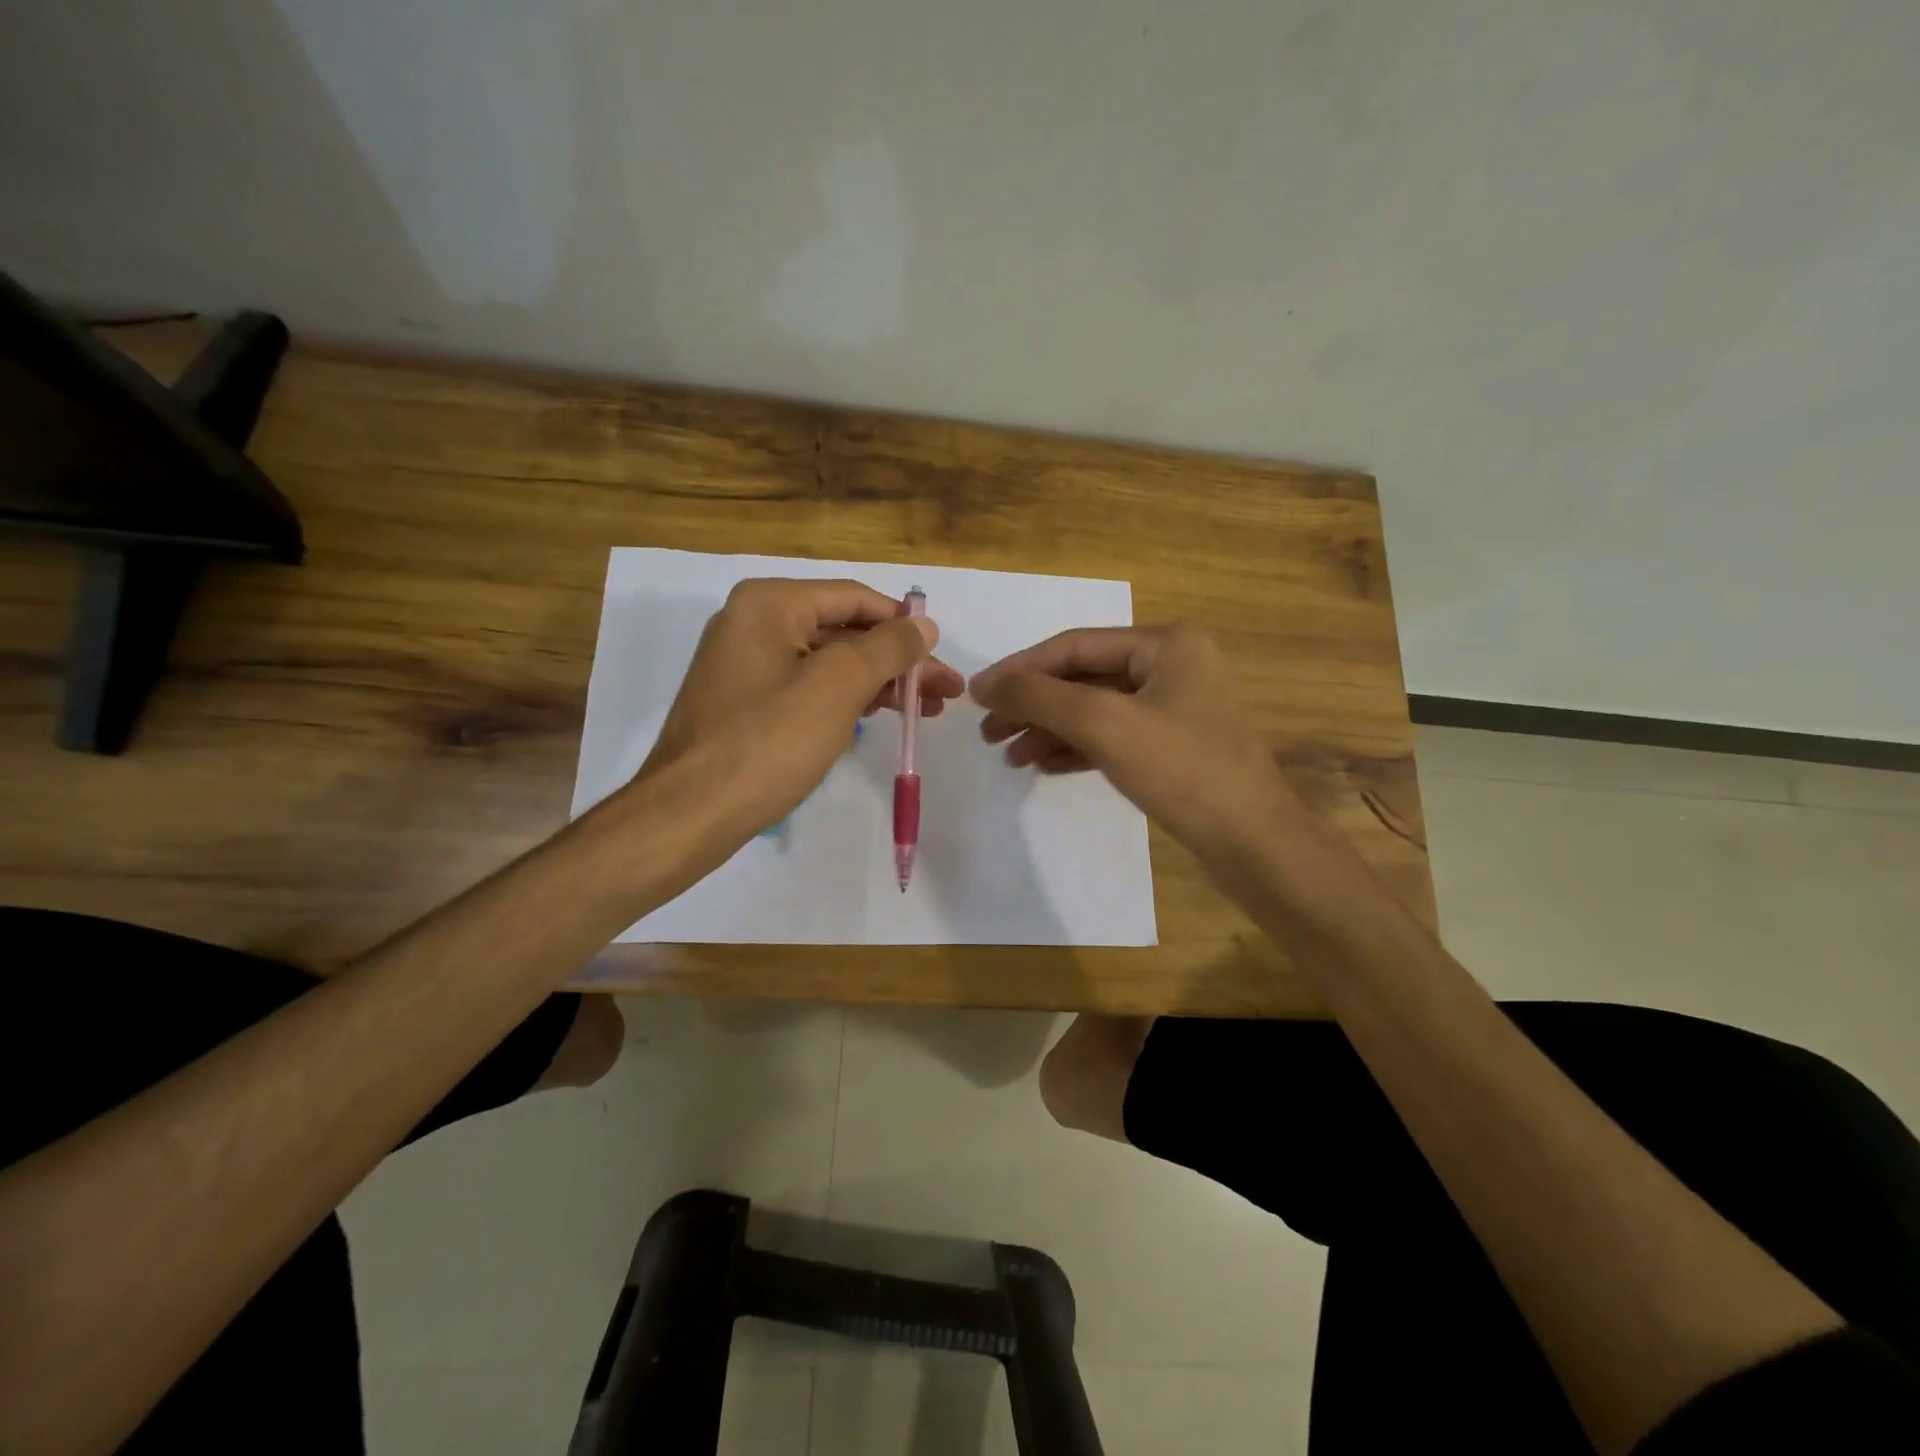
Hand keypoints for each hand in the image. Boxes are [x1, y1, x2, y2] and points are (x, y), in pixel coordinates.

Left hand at [636, 578, 962, 850]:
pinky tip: (876, 718)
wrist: (691, 812)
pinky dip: (846, 700)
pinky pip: (808, 688)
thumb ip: (887, 648)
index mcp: (771, 604)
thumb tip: (923, 624)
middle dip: (897, 661)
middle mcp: (754, 622)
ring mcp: (747, 663)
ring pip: (829, 663)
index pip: (855, 598)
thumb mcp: (838, 686)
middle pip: (845, 631)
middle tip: (944, 693)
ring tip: (924, 712)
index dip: (904, 625)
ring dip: (878, 683)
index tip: (942, 658)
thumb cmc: (768, 742)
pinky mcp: (746, 702)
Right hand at [969, 624, 1299, 864]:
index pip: (1075, 646)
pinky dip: (1077, 749)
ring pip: (1096, 710)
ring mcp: (1176, 708)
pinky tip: (1044, 766)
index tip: (978, 695)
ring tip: (1010, 756)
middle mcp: (1173, 666)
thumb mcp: (1103, 724)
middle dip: (1035, 706)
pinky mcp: (1174, 747)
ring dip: (1051, 730)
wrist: (1254, 844)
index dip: (1021, 669)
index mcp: (1166, 644)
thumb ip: (1039, 697)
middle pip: (1084, 678)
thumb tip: (984, 684)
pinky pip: (1113, 737)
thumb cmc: (1182, 770)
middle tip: (989, 733)